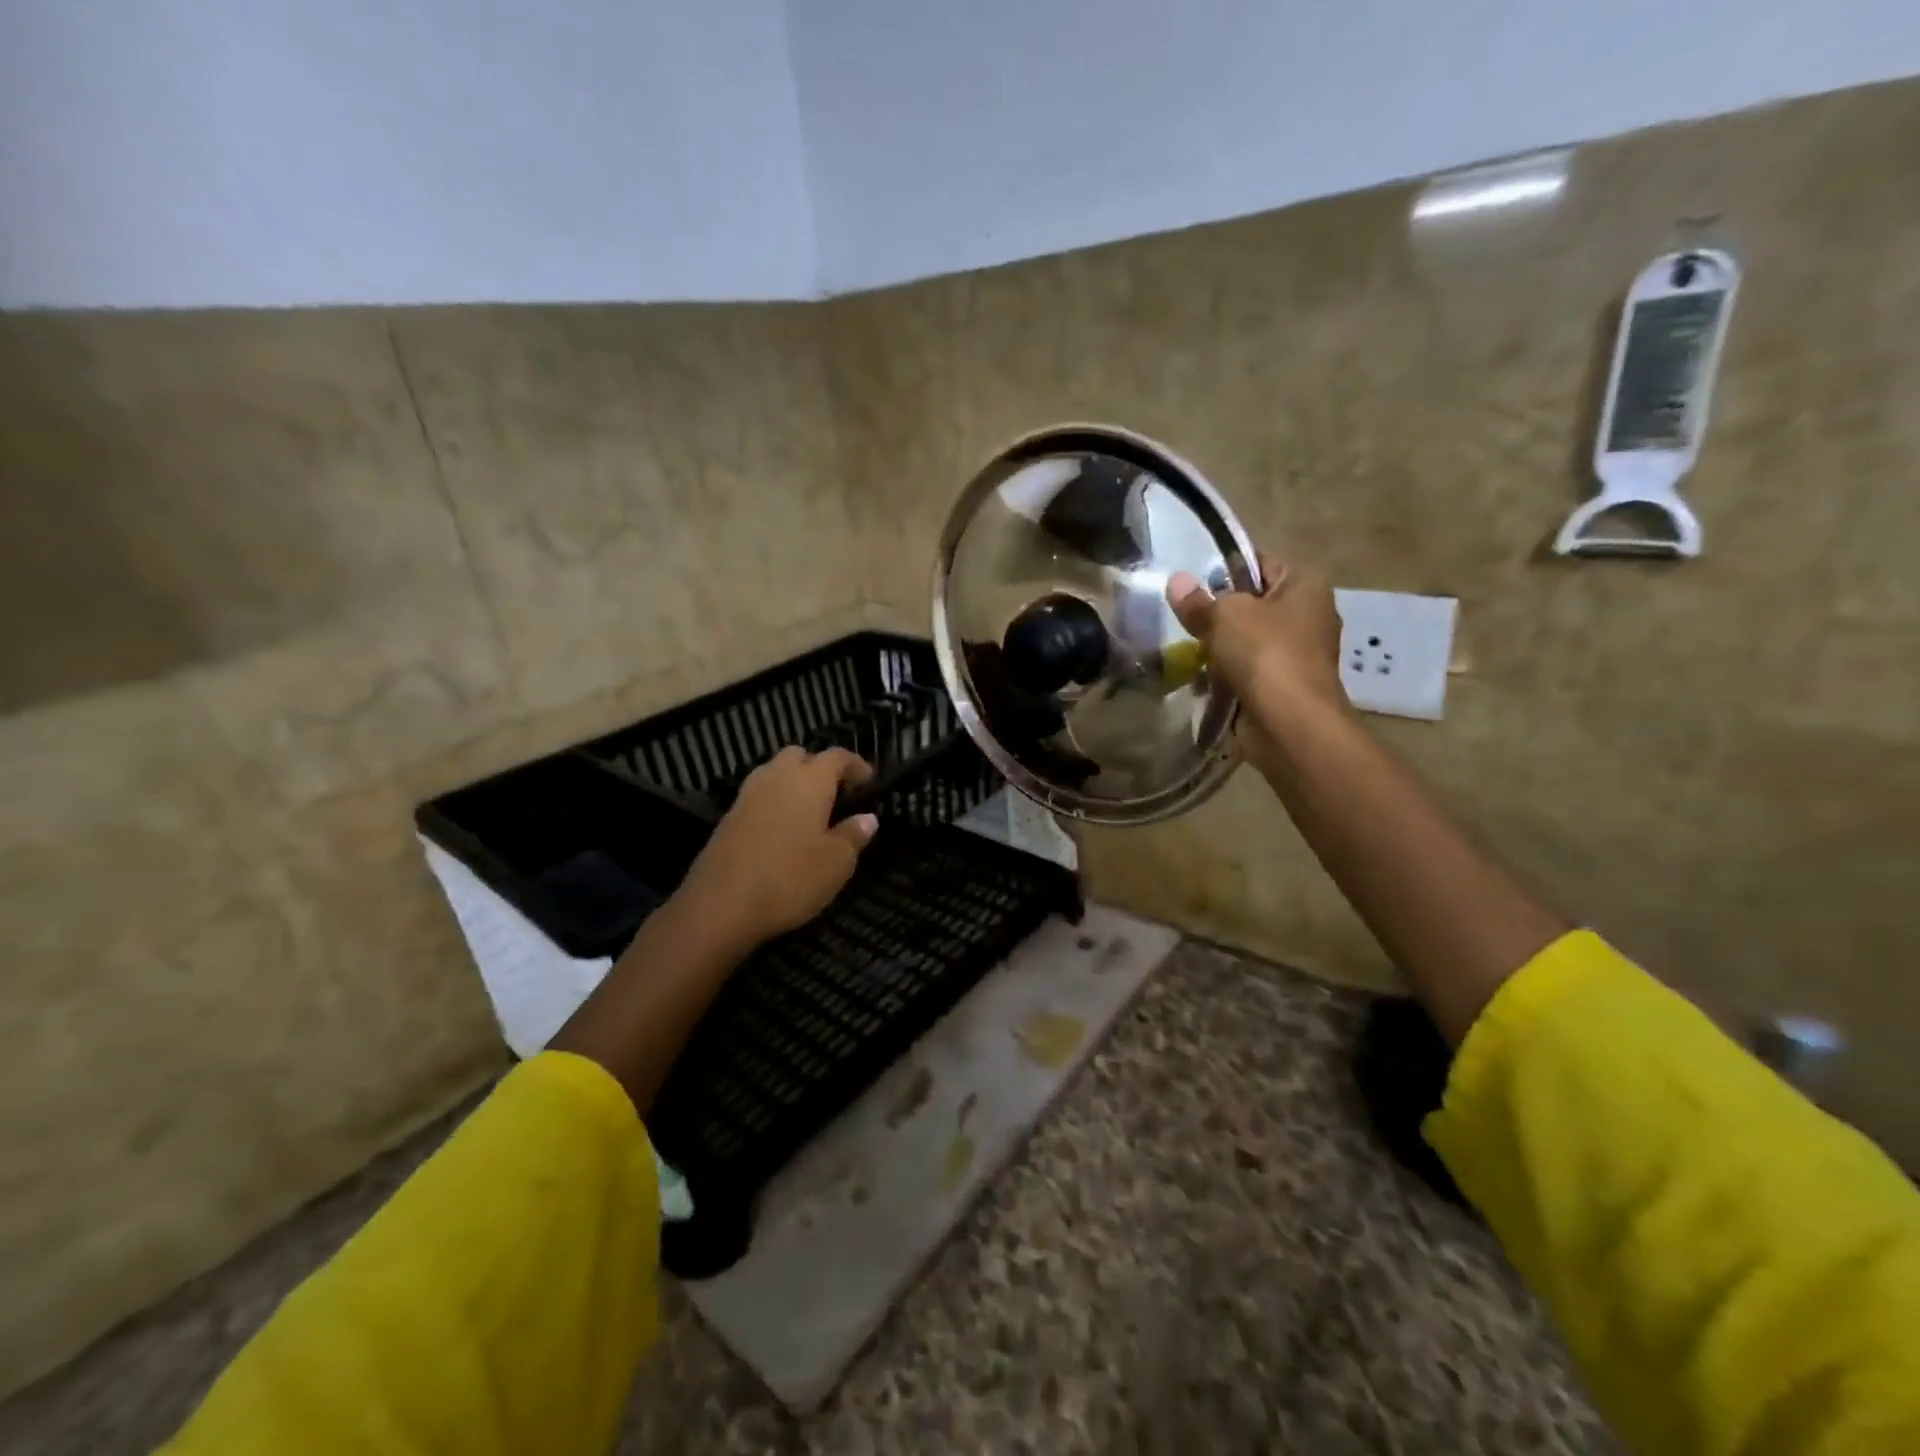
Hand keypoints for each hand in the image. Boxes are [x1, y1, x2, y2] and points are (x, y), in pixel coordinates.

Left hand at [676, 746, 878, 948]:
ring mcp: (748, 795)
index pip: (837, 756)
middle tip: (836, 792)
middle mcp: (777, 777)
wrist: (720, 905)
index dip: (855, 764)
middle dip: (819, 767)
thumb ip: (854, 835)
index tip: (869, 779)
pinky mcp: (728, 817)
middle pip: (800, 756)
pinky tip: (784, 829)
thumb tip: (868, 818)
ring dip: (794, 782)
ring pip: (775, 772)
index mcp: (809, 780)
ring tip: (810, 810)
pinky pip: (759, 796)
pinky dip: (775, 802)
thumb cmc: (789, 878)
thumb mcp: (836, 863)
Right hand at [1167, 557, 1346, 740]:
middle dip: (1217, 615)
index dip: (1225, 570)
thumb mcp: (1224, 615)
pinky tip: (1200, 682)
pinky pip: (1247, 673)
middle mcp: (1307, 615)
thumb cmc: (1265, 654)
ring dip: (1218, 649)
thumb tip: (1176, 581)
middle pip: (1251, 605)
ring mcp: (1297, 654)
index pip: (1260, 564)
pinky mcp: (1283, 687)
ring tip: (1187, 652)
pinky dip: (1225, 678)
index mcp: (1305, 585)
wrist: (1290, 723)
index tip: (1192, 585)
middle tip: (1185, 619)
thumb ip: (1198, 600)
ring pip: (1246, 642)